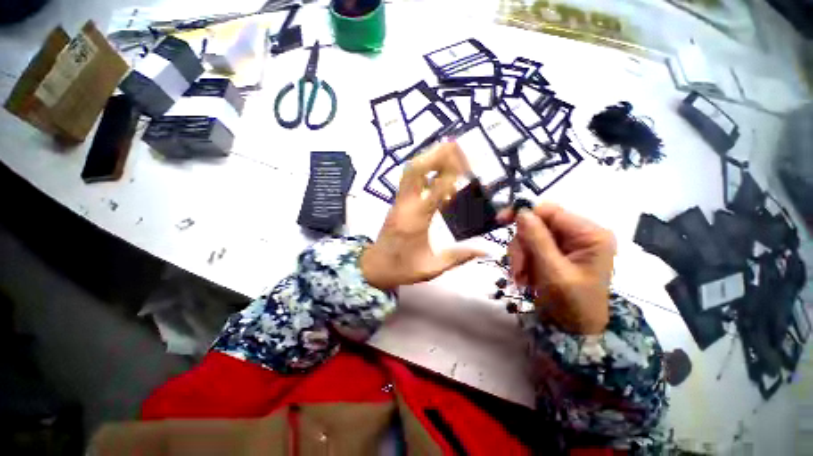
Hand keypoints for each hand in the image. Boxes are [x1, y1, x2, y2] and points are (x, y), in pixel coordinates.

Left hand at [361, 141, 484, 290]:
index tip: (467, 167)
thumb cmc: (402, 268)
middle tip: (456, 146)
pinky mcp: (397, 202)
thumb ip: (458, 257)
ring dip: (428, 157)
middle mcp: (405, 205)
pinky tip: (437, 171)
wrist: (374, 266)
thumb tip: (485, 250)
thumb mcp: (431, 268)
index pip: (434, 190)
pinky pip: (409, 179)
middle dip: (435, 155)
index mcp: (415, 221)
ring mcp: (399, 201)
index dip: (450, 176)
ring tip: (448, 151)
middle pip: (415, 171)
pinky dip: (423, 169)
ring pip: (410, 171)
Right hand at [498, 204, 615, 333]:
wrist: (575, 329)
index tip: (500, 221)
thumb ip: (537, 240)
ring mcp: (568, 244)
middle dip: (522, 246)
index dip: (524, 213)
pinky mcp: (556, 252)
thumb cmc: (571, 303)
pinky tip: (525, 277)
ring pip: (530, 236)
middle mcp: (580, 234)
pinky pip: (531, 247)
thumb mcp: (552, 271)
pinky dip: (523, 261)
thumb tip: (522, 212)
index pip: (551, 212)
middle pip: (537, 224)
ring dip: (520, 256)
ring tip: (521, 278)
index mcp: (590, 235)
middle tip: (517, 269)